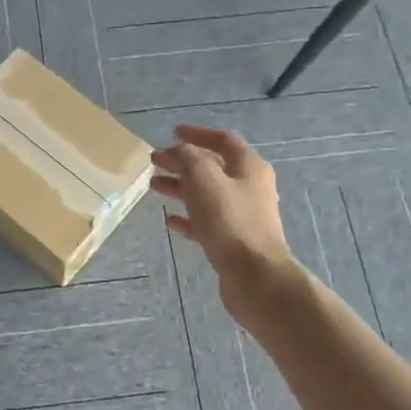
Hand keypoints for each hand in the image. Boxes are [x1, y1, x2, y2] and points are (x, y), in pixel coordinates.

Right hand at [151, 125, 295, 309]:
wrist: (255, 276)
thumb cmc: (229, 220)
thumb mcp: (203, 178)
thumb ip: (187, 158)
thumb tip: (176, 150)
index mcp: (249, 167)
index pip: (223, 140)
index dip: (197, 134)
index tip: (172, 133)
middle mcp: (250, 188)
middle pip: (213, 167)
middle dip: (183, 162)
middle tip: (155, 161)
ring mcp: (243, 216)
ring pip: (207, 195)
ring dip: (181, 188)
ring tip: (154, 186)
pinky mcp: (234, 241)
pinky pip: (207, 222)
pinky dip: (188, 217)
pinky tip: (169, 220)